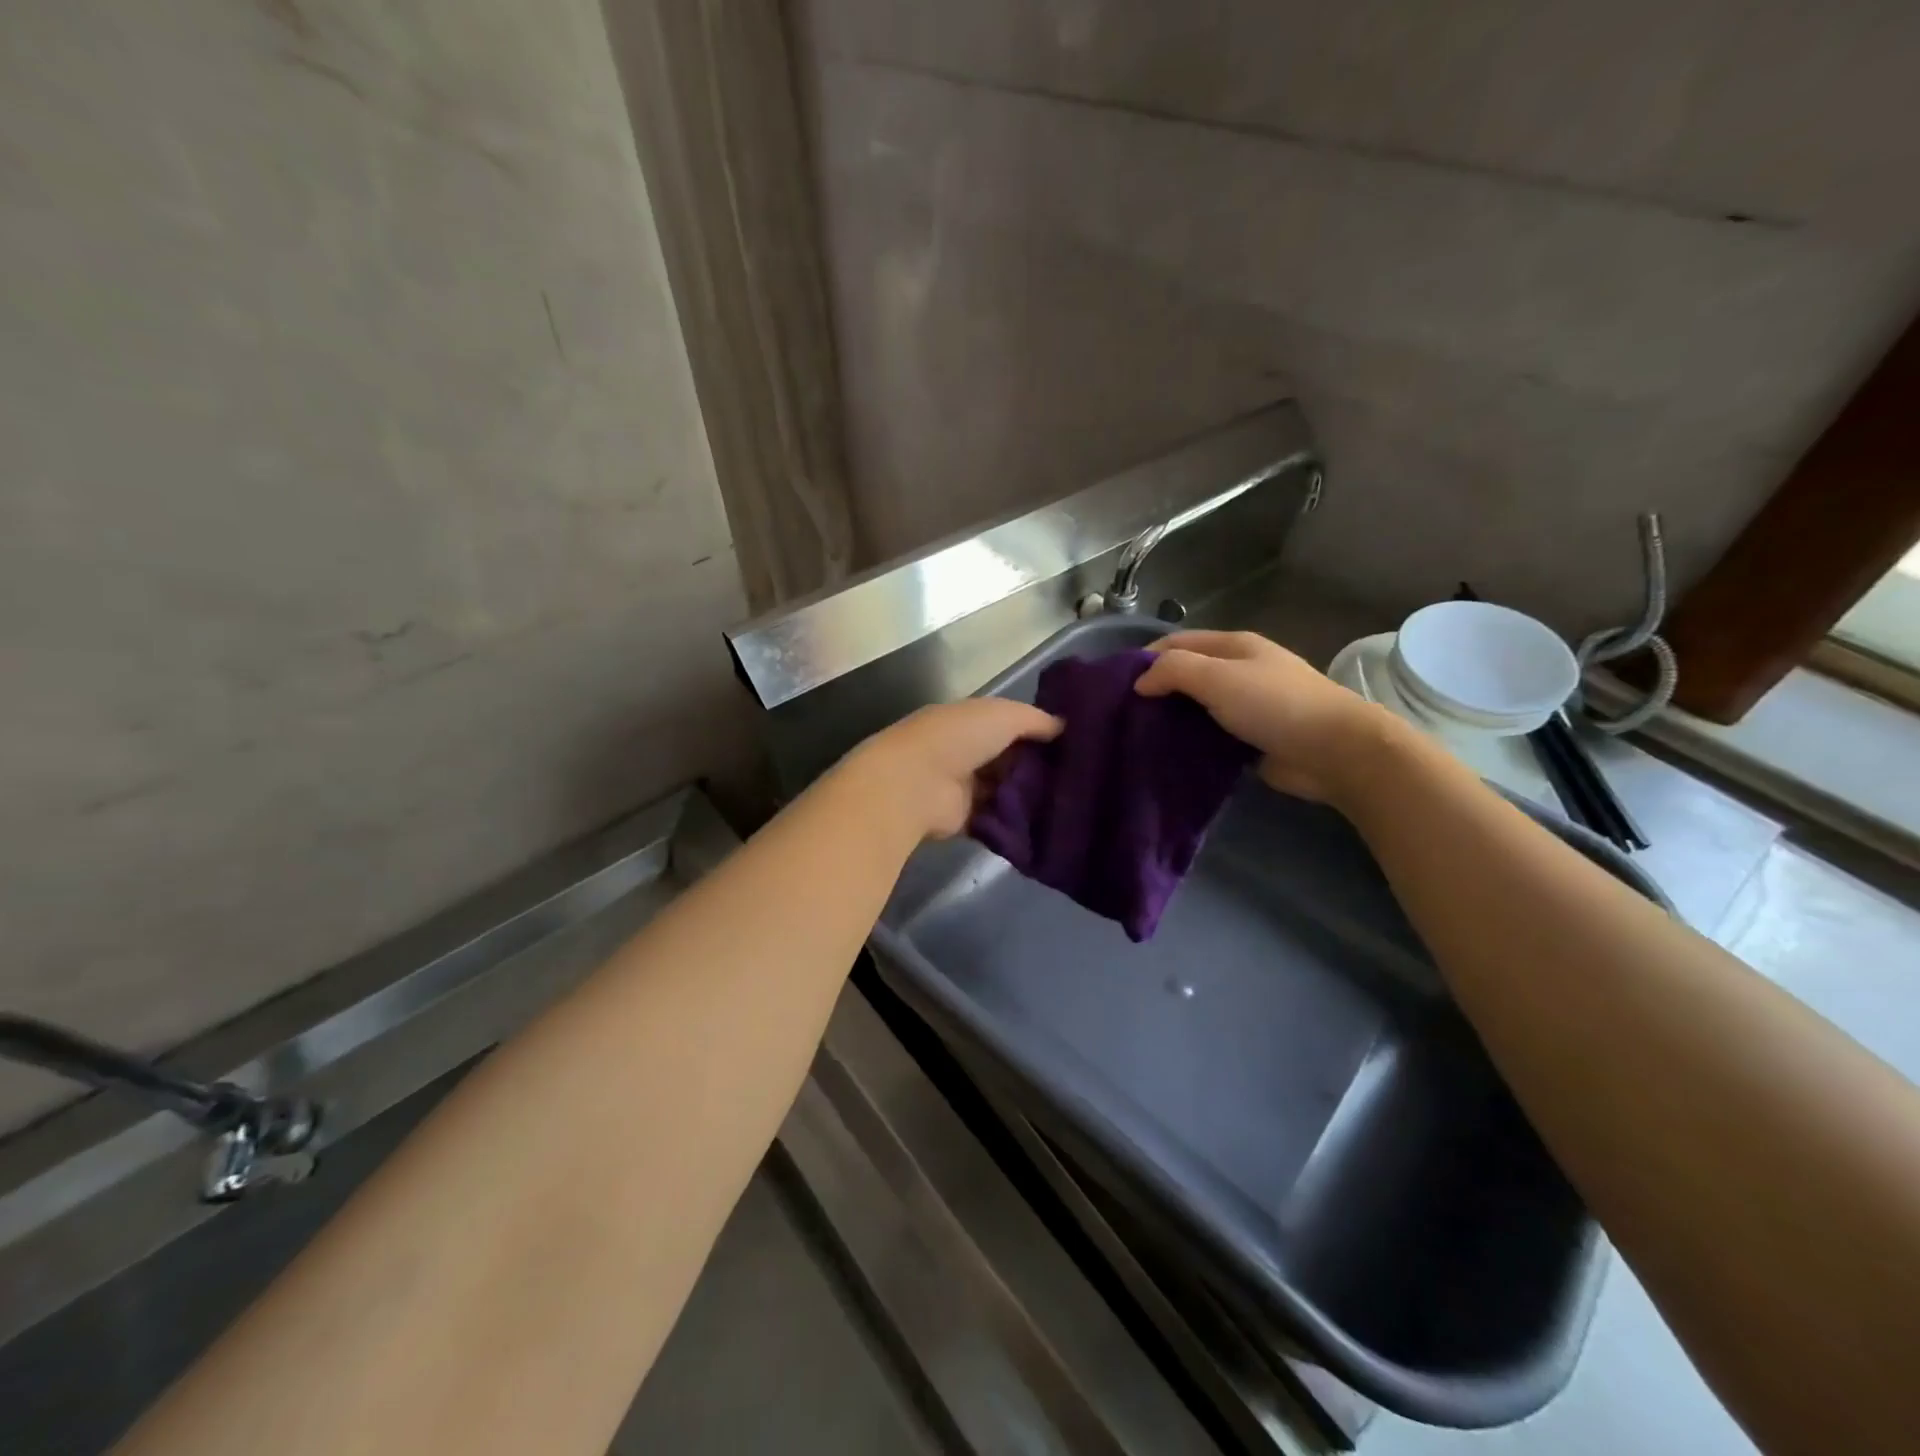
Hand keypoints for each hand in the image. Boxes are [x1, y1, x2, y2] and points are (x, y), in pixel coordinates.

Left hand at [844, 698, 1062, 838]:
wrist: (916, 784)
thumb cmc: (957, 738)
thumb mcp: (1003, 715)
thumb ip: (1035, 719)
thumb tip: (1064, 727)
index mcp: (968, 720)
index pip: (1009, 724)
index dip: (1038, 732)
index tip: (1073, 743)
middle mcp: (964, 751)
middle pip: (1009, 758)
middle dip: (1038, 766)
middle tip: (1079, 778)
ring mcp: (963, 786)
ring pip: (1005, 789)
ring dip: (1030, 795)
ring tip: (1071, 803)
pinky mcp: (964, 819)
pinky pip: (998, 819)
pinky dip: (1017, 821)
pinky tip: (1049, 823)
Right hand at [1135, 630, 1396, 802]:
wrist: (1335, 751)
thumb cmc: (1274, 704)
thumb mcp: (1218, 677)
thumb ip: (1174, 671)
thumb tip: (1140, 682)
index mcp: (1233, 646)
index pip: (1177, 642)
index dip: (1145, 657)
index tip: (1115, 684)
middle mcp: (1239, 671)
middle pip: (1186, 674)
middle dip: (1155, 690)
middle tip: (1121, 714)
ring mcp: (1246, 706)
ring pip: (1196, 707)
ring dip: (1170, 719)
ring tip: (1136, 737)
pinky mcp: (1250, 739)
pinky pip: (1209, 735)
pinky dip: (1189, 741)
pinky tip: (1167, 754)